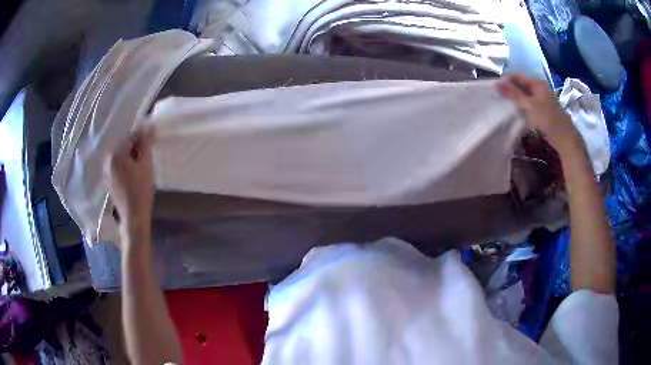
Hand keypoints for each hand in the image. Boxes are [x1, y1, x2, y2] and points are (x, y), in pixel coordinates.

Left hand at [104, 127, 155, 235]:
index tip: (152, 145)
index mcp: (115, 153)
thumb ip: (146, 143)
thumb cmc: (141, 189)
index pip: (130, 136)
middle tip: (147, 157)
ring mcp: (107, 171)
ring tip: (141, 166)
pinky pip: (118, 166)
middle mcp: (108, 160)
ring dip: (131, 157)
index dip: (142, 138)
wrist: (133, 216)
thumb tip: (149, 125)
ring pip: (121, 157)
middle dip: (136, 148)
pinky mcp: (109, 181)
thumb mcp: (146, 164)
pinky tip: (134, 175)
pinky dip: (126, 166)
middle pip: (124, 146)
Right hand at [497, 75, 581, 154]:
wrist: (565, 139)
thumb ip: (513, 94)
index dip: (507, 81)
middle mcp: (541, 89)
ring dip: (517, 100)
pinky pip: (531, 105)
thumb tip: (497, 83)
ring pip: (527, 96)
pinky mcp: (545, 112)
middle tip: (500, 97)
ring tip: (507, 106)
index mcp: (538, 84)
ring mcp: (544, 101)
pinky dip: (524, 107)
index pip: (518, 77)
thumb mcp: (528, 105)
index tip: (496, 89)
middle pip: (523, 86)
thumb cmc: (547, 120)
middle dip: (511, 90)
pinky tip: (519, 114)